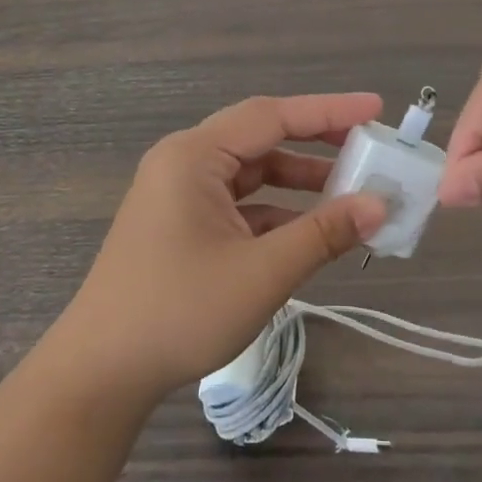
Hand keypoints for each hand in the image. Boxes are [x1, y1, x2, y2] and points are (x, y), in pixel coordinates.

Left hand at [47, 95, 387, 406]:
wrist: (102, 372)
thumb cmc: (179, 312)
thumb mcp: (262, 272)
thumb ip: (323, 233)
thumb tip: (379, 205)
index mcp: (194, 156)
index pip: (271, 116)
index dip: (328, 111)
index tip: (375, 109)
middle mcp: (184, 162)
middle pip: (260, 138)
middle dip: (316, 142)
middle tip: (368, 146)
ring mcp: (180, 194)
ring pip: (250, 173)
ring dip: (298, 181)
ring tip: (350, 191)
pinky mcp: (181, 223)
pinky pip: (238, 202)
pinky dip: (275, 211)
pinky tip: (311, 230)